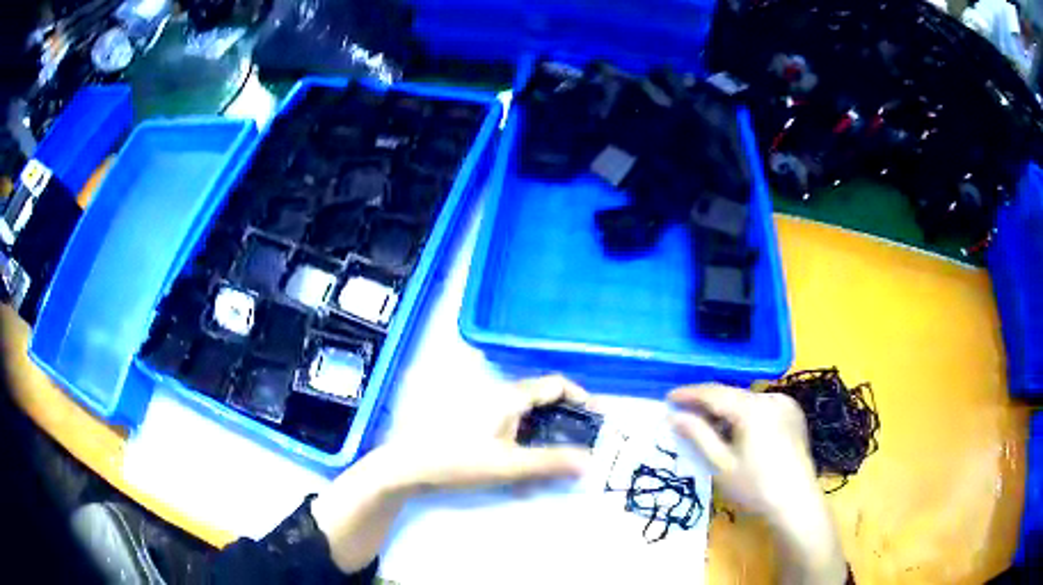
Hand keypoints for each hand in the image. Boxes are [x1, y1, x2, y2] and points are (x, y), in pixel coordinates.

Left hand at [381, 375, 594, 493]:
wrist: (409, 465)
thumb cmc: (460, 460)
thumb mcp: (509, 465)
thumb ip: (550, 463)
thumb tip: (589, 462)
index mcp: (510, 396)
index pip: (556, 385)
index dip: (582, 398)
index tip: (597, 419)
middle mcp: (499, 393)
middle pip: (543, 399)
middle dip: (565, 420)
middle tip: (580, 444)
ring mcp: (484, 405)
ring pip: (526, 414)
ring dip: (544, 433)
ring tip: (553, 459)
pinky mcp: (473, 418)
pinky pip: (509, 423)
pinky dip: (524, 439)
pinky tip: (522, 462)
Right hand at [668, 384, 846, 584]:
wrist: (796, 502)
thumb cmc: (755, 487)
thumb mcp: (721, 464)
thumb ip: (699, 435)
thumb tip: (676, 416)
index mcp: (753, 408)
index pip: (715, 393)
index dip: (690, 394)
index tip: (669, 398)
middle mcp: (771, 398)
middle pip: (733, 394)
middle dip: (708, 403)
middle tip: (684, 413)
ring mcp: (786, 404)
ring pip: (748, 400)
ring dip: (727, 409)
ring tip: (708, 424)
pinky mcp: (794, 414)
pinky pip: (763, 406)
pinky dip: (745, 413)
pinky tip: (736, 430)